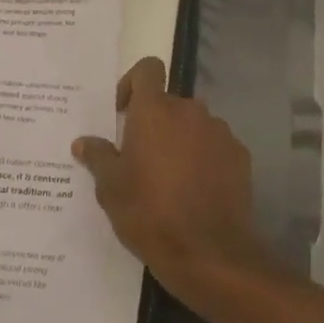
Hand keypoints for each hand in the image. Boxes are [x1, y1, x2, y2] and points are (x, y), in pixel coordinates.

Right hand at [73, 58, 275, 299]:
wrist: (208, 253)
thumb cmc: (150, 214)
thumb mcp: (111, 188)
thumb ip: (98, 157)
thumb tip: (83, 141)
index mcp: (155, 111)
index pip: (148, 68)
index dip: (133, 83)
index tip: (123, 113)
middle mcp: (190, 110)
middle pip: (169, 103)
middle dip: (155, 124)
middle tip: (141, 160)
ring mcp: (219, 131)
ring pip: (193, 125)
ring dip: (181, 141)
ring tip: (170, 181)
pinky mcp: (240, 155)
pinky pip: (215, 146)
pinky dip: (205, 159)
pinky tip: (196, 192)